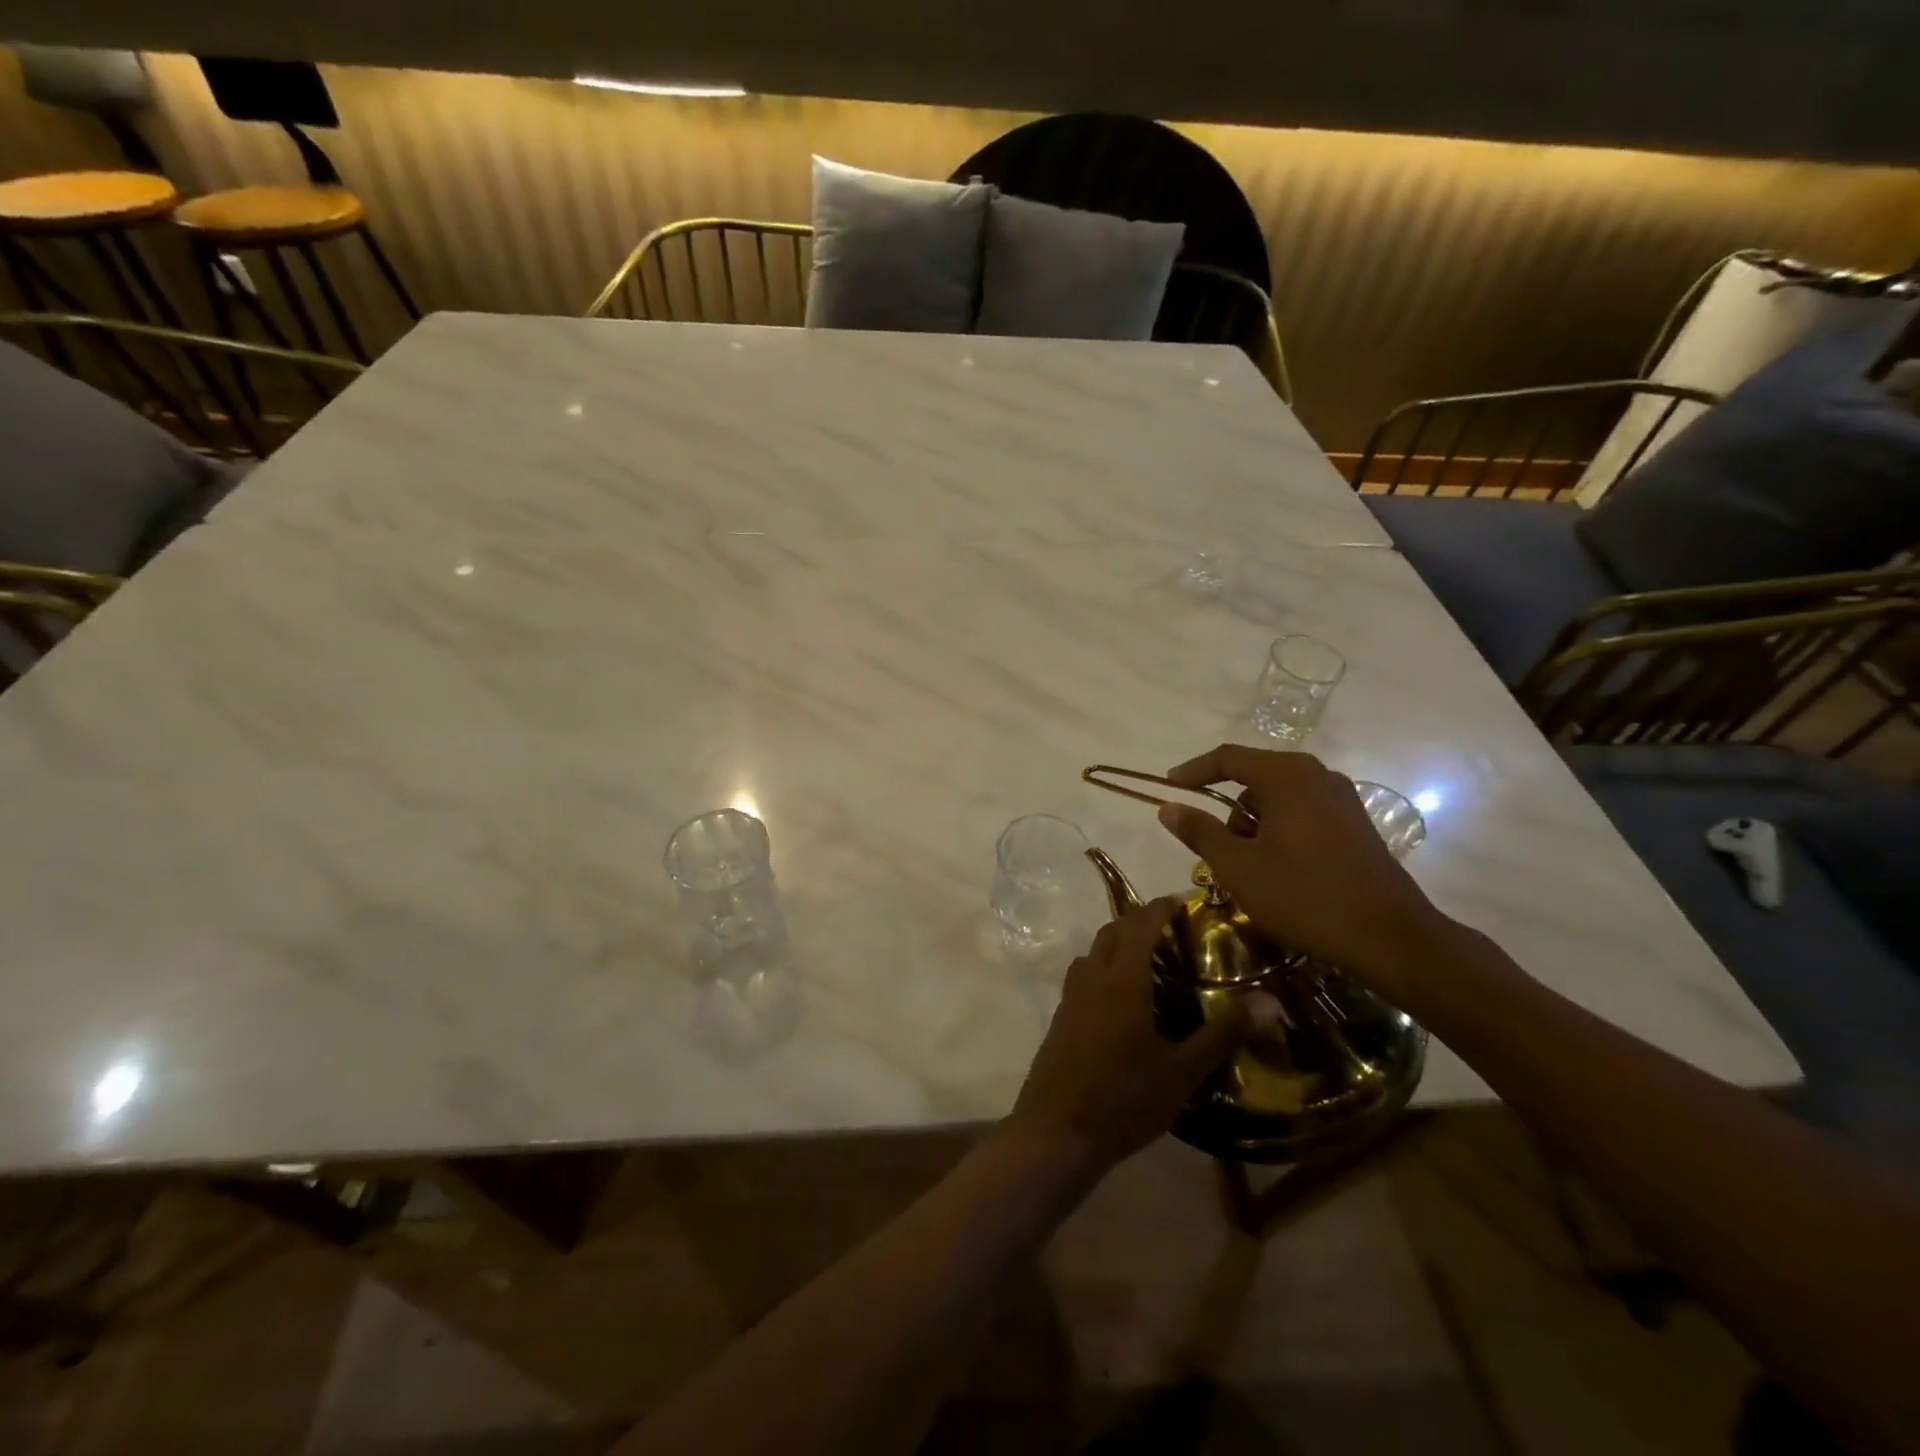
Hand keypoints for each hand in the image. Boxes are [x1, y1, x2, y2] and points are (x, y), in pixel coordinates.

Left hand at [1007, 899, 1279, 1171]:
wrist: (1057, 1131)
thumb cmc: (1124, 1097)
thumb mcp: (1183, 1070)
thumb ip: (1224, 1032)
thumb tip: (1270, 1001)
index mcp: (1122, 978)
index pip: (1141, 923)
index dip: (1161, 908)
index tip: (1182, 903)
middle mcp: (1093, 976)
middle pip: (1113, 931)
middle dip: (1139, 921)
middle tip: (1172, 932)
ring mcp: (1071, 996)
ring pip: (1094, 952)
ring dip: (1118, 944)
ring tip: (1150, 961)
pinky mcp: (1061, 1017)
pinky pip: (1083, 975)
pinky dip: (1103, 968)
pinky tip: (1122, 1000)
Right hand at [1156, 744, 1452, 1002]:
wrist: (1389, 937)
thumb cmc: (1305, 897)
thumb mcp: (1239, 867)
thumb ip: (1200, 832)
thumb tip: (1168, 807)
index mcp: (1287, 777)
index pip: (1229, 758)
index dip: (1194, 770)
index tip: (1169, 786)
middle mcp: (1317, 775)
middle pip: (1255, 776)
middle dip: (1228, 809)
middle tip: (1217, 848)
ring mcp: (1341, 798)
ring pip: (1279, 797)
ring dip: (1255, 823)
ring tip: (1252, 868)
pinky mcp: (1355, 821)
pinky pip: (1302, 811)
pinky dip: (1280, 829)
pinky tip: (1281, 868)